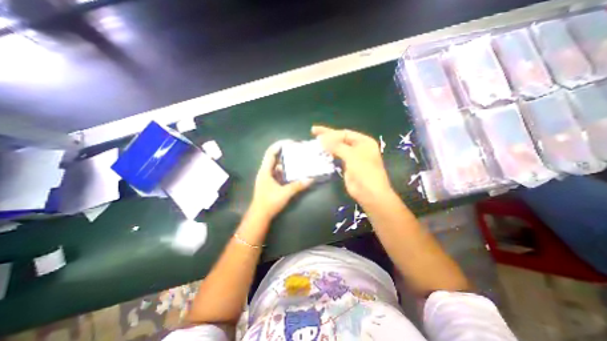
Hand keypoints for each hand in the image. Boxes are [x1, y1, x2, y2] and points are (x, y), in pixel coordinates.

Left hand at [249, 142, 312, 220]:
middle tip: (297, 150)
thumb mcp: (285, 193)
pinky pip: (278, 172)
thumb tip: (311, 179)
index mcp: (265, 171)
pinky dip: (286, 170)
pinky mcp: (270, 183)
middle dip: (285, 152)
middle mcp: (265, 171)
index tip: (291, 143)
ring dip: (286, 162)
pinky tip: (294, 172)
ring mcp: (267, 177)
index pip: (271, 152)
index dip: (279, 145)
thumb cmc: (269, 202)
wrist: (260, 215)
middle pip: (274, 157)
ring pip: (277, 165)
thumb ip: (297, 186)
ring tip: (297, 159)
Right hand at [313, 123, 393, 206]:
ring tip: (315, 141)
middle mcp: (358, 147)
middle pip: (340, 138)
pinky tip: (321, 152)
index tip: (317, 133)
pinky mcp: (347, 166)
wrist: (369, 193)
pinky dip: (329, 154)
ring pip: (337, 148)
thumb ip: (337, 146)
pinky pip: (336, 157)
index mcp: (363, 141)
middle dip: (327, 135)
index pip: (344, 133)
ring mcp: (352, 157)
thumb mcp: (352, 156)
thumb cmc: (364, 172)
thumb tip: (322, 139)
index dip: (330, 132)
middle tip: (313, 131)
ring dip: (327, 145)